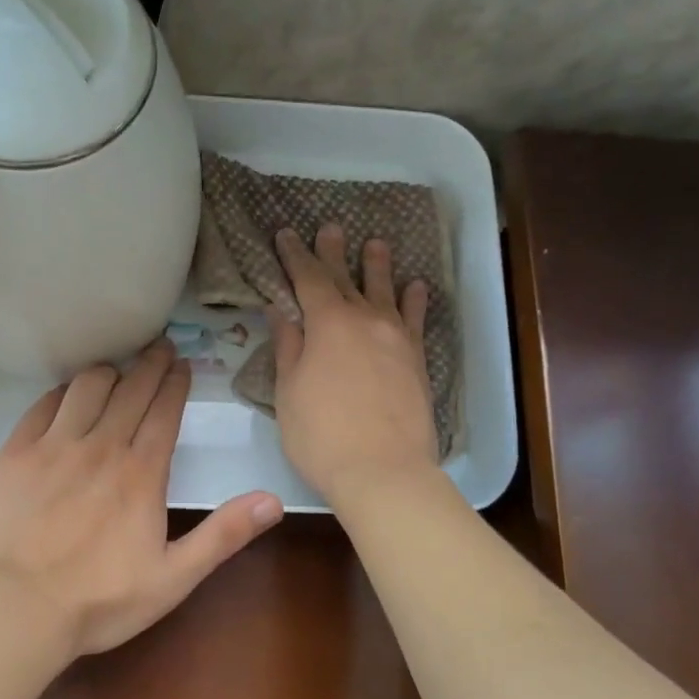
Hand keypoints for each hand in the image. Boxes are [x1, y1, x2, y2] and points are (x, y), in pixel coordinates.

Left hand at [0, 338, 283, 657]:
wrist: (15, 610)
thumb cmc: (99, 601)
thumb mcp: (174, 578)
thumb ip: (223, 535)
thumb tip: (273, 499)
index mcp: (141, 473)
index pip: (164, 411)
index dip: (175, 383)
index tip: (182, 363)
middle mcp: (100, 446)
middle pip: (130, 390)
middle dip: (150, 364)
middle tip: (160, 346)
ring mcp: (53, 446)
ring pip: (86, 387)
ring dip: (107, 371)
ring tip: (116, 367)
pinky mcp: (14, 453)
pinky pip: (42, 405)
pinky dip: (61, 392)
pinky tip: (67, 393)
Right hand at [270, 224, 439, 503]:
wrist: (383, 471)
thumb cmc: (321, 435)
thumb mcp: (288, 391)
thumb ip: (289, 346)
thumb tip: (282, 310)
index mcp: (327, 324)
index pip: (307, 279)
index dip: (295, 255)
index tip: (286, 235)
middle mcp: (364, 320)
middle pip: (346, 278)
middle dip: (333, 252)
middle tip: (329, 228)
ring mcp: (395, 338)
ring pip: (385, 291)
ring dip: (377, 266)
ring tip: (375, 243)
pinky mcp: (416, 359)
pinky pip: (415, 320)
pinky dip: (414, 300)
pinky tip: (415, 286)